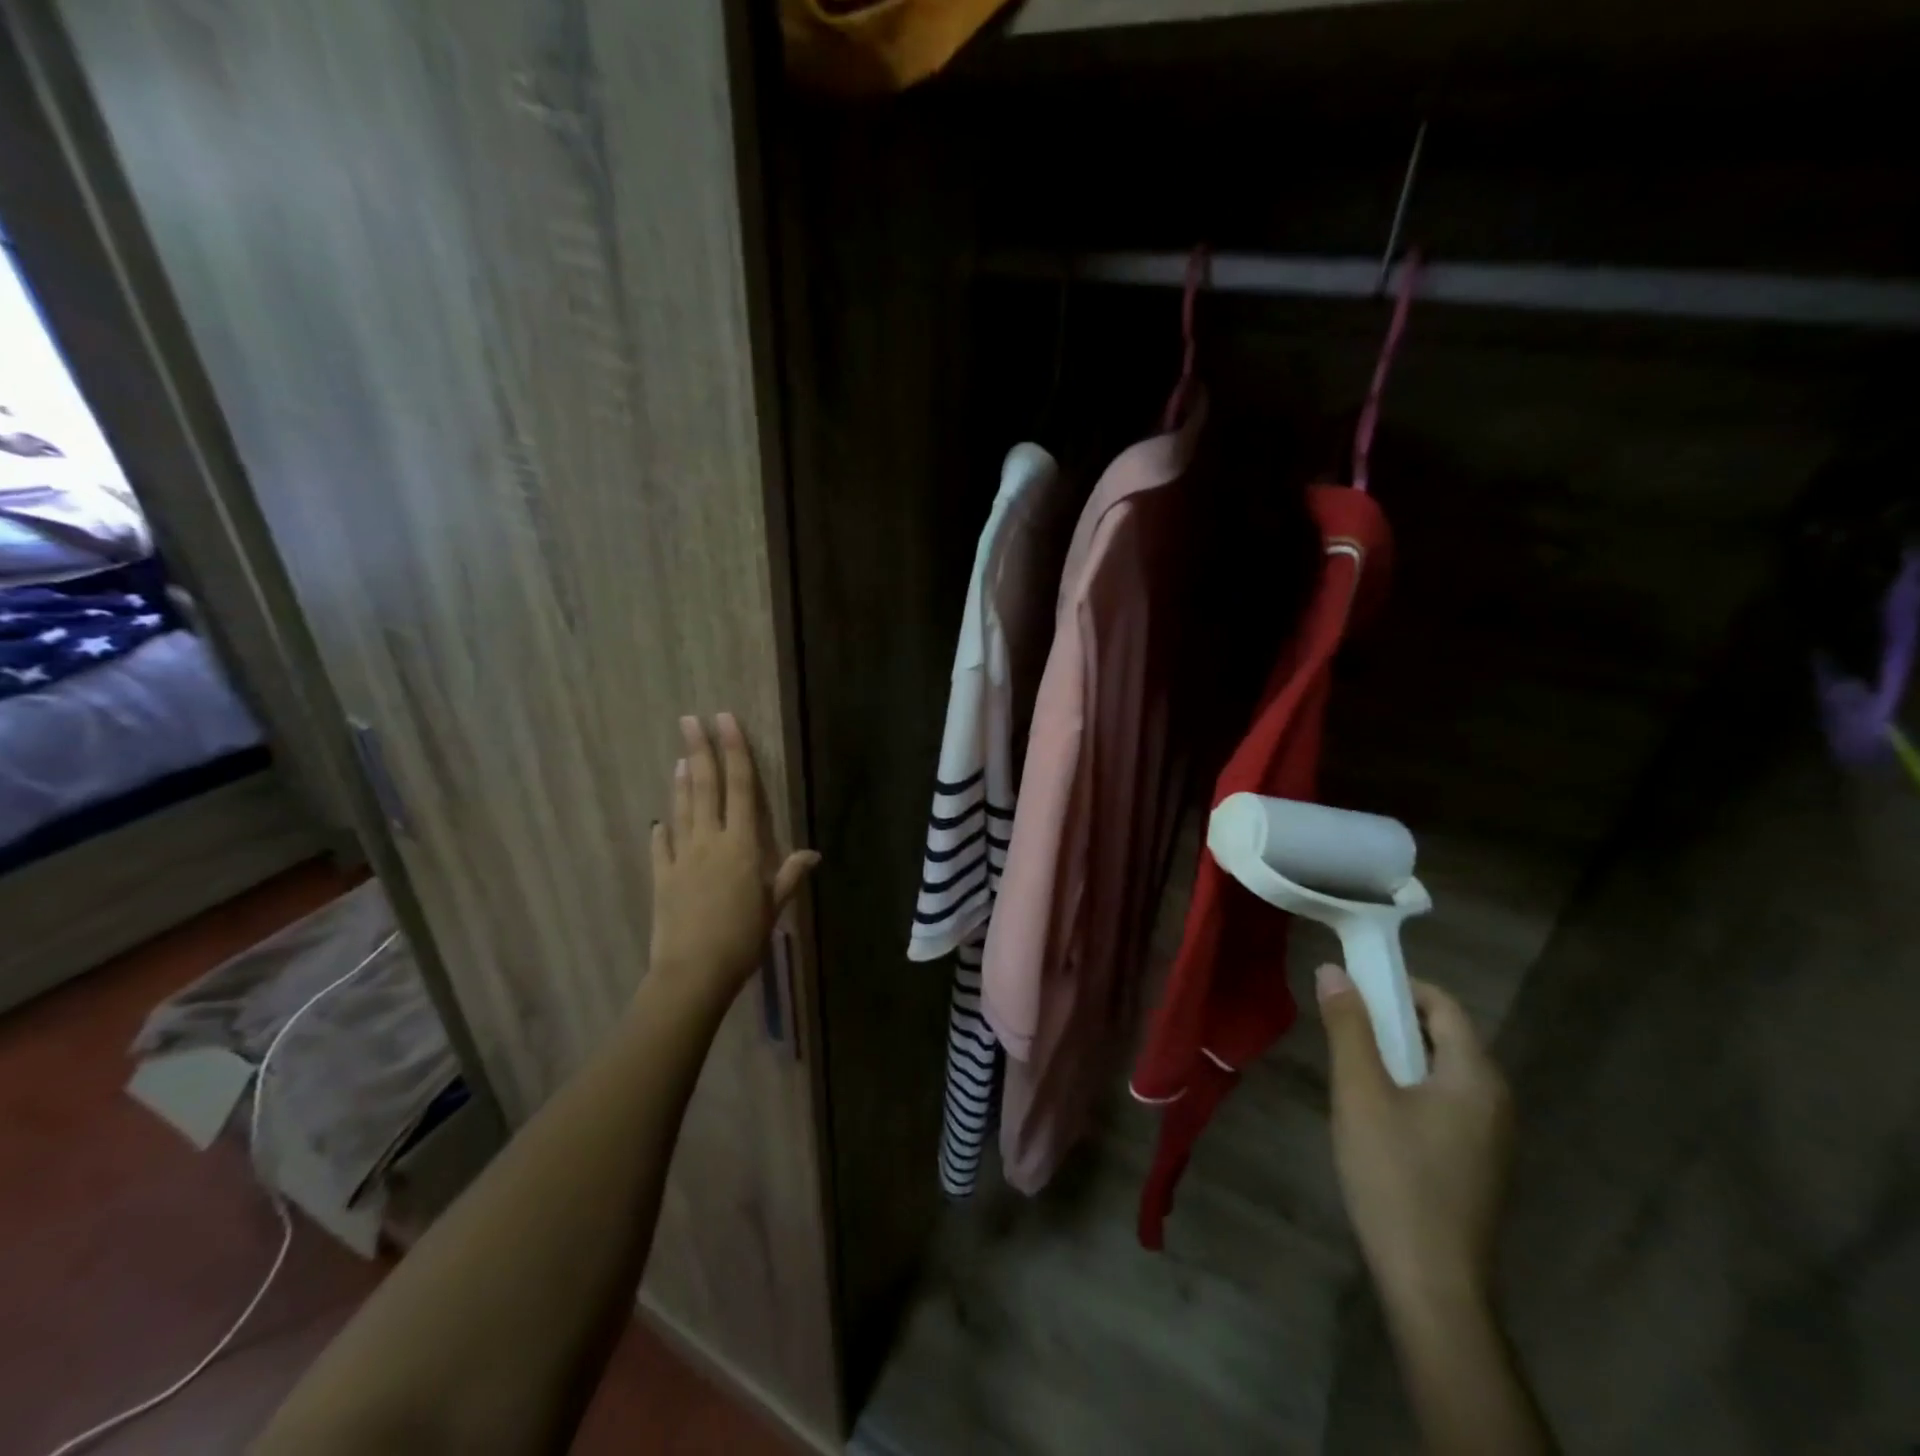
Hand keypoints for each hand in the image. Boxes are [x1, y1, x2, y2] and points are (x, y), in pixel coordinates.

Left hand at [647, 713, 818, 1008]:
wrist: (693, 971)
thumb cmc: (742, 938)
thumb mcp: (773, 906)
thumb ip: (789, 875)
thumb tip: (812, 853)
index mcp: (742, 844)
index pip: (741, 787)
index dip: (735, 751)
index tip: (725, 721)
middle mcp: (710, 841)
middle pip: (704, 787)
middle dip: (698, 750)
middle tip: (689, 720)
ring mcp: (681, 857)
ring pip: (681, 809)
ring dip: (680, 781)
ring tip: (679, 757)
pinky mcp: (662, 877)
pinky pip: (661, 847)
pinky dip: (661, 831)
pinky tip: (659, 822)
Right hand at [1318, 965, 1513, 1314]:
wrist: (1431, 1283)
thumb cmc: (1395, 1176)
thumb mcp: (1360, 1093)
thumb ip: (1348, 1028)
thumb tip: (1334, 970)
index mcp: (1476, 1078)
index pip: (1444, 1006)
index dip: (1400, 985)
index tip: (1354, 983)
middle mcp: (1495, 1102)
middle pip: (1445, 1037)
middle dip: (1394, 1020)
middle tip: (1344, 1024)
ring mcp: (1491, 1138)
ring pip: (1442, 1073)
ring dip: (1399, 1055)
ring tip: (1352, 1065)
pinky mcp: (1477, 1165)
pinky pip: (1445, 1104)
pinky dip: (1411, 1088)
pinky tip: (1375, 1113)